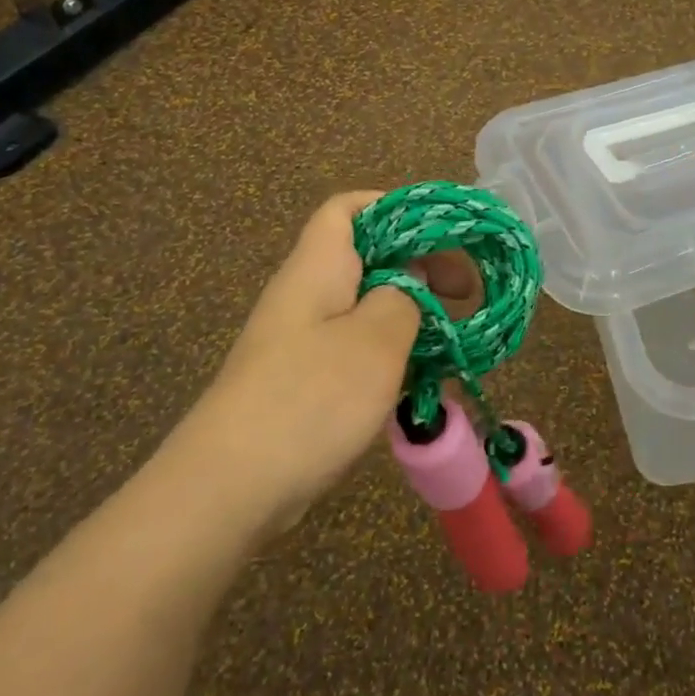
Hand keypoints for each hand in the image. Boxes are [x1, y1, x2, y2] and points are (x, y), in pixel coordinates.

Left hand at [164, 192, 477, 536]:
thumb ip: (404, 296)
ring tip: (452, 337)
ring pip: (365, 305)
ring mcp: (302, 340)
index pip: (347, 208)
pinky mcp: (303, 381)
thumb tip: (412, 276)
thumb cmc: (310, 398)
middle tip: (465, 292)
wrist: (229, 488)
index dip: (394, 206)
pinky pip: (355, 349)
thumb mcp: (376, 340)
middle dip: (419, 265)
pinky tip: (419, 381)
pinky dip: (391, 354)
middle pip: (366, 256)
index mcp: (318, 267)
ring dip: (410, 314)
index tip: (443, 233)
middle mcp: (307, 294)